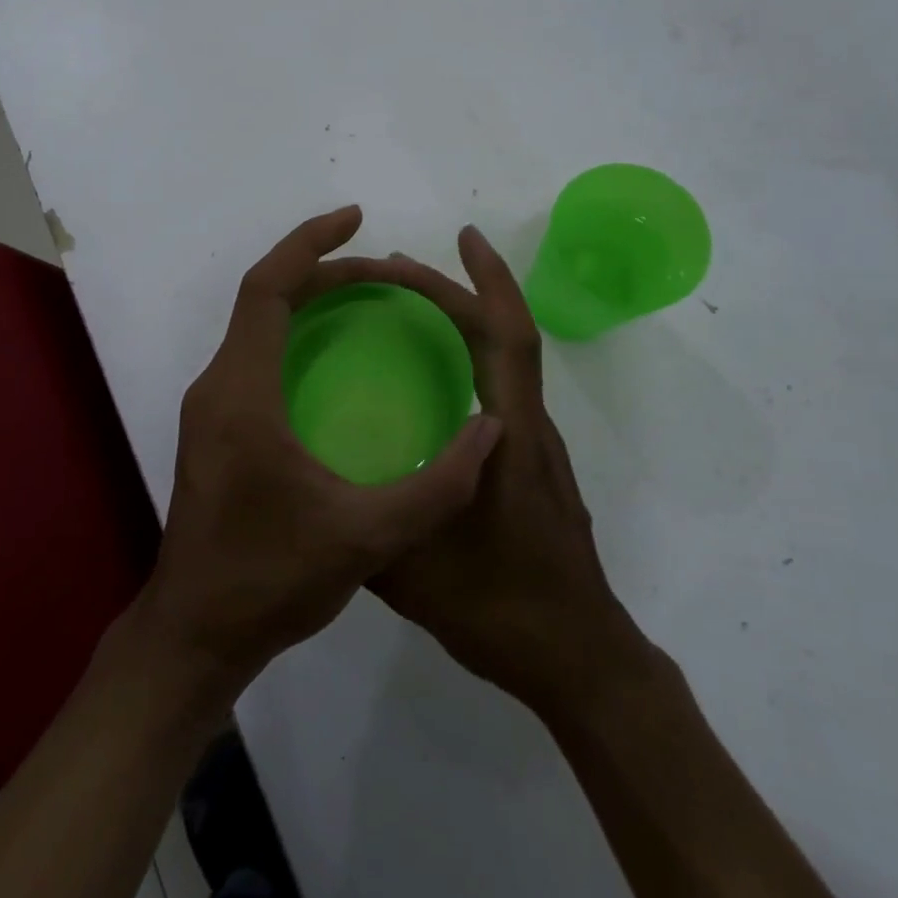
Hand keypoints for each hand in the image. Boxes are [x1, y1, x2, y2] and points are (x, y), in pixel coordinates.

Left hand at [137, 206, 504, 695]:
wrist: (197, 632)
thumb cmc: (270, 580)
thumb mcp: (366, 538)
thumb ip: (438, 487)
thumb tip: (492, 430)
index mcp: (241, 394)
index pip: (268, 289)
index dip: (309, 244)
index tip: (355, 218)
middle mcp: (217, 386)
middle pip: (264, 300)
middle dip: (321, 272)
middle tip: (385, 271)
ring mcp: (210, 408)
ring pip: (256, 328)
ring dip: (306, 302)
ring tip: (366, 299)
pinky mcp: (215, 430)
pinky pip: (255, 356)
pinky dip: (294, 336)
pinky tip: (335, 360)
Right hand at [369, 227, 651, 718]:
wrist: (579, 660)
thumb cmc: (501, 608)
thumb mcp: (412, 569)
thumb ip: (365, 521)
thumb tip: (318, 483)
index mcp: (508, 436)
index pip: (507, 338)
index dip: (488, 282)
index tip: (463, 237)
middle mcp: (527, 429)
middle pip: (505, 338)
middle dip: (458, 292)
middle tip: (398, 271)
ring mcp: (535, 450)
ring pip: (505, 366)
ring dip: (464, 325)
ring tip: (408, 313)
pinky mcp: (532, 471)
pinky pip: (501, 395)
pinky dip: (469, 364)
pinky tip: (430, 387)